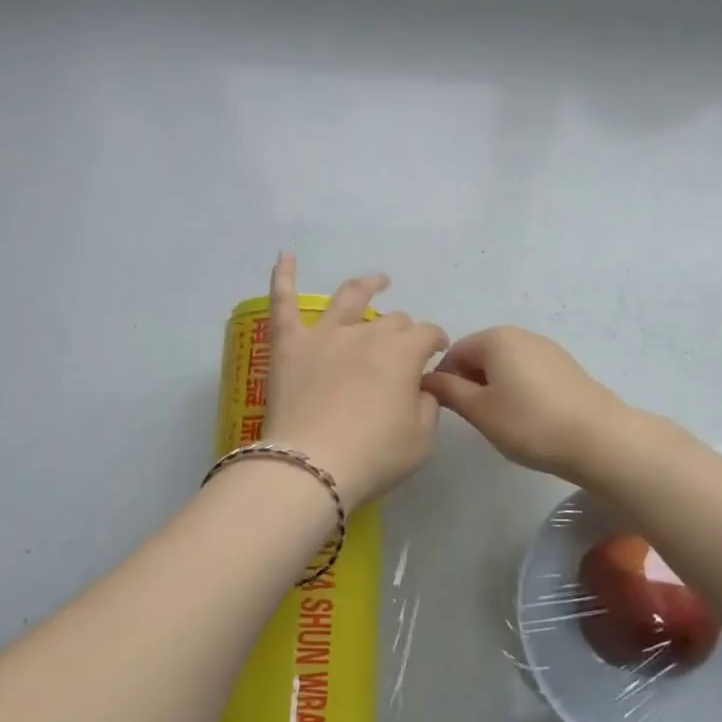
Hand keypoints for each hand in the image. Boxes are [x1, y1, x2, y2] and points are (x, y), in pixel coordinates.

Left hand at [262, 255, 448, 509]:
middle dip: (404, 331)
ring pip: (349, 297)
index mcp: (402, 353)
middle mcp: (366, 334)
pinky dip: (283, 276)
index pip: (428, 334)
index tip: (438, 354)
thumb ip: (428, 404)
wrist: (312, 467)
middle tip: (404, 349)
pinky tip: (284, 255)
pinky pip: (283, 303)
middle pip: (392, 321)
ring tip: (377, 280)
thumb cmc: (374, 456)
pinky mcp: (289, 344)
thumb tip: (420, 385)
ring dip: (367, 285)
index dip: (437, 341)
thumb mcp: (421, 438)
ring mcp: (325, 335)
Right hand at [421, 327, 631, 482]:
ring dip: (494, 388)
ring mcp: (547, 349)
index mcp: (495, 339)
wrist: (598, 438)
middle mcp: (521, 335)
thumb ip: (449, 391)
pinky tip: (526, 418)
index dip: (443, 380)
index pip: (454, 352)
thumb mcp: (479, 410)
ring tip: (501, 421)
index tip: (446, 410)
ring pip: (506, 365)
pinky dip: (518, 390)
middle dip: (470, 382)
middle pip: (481, 355)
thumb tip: (429, 379)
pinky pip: (528, 372)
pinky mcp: (566, 367)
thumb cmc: (529, 423)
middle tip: (474, 418)